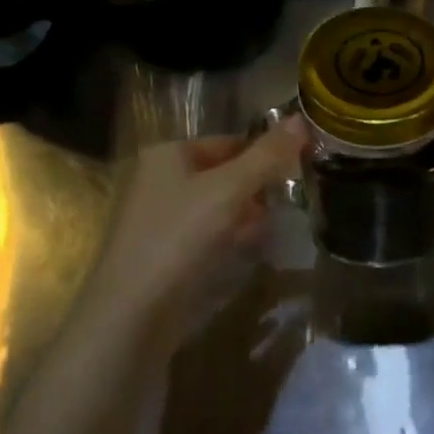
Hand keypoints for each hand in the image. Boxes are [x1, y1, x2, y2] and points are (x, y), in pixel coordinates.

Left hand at [85, 117, 306, 351]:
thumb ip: (267, 156)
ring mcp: (160, 220)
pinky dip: (231, 239)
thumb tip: (301, 119)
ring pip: (218, 207)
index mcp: (168, 155)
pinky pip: (207, 236)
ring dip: (247, 215)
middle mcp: (160, 181)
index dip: (265, 152)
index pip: (229, 141)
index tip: (301, 168)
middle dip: (258, 187)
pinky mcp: (166, 254)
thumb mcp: (230, 190)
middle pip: (224, 174)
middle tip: (293, 200)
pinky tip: (250, 250)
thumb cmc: (179, 238)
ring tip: (277, 226)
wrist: (132, 314)